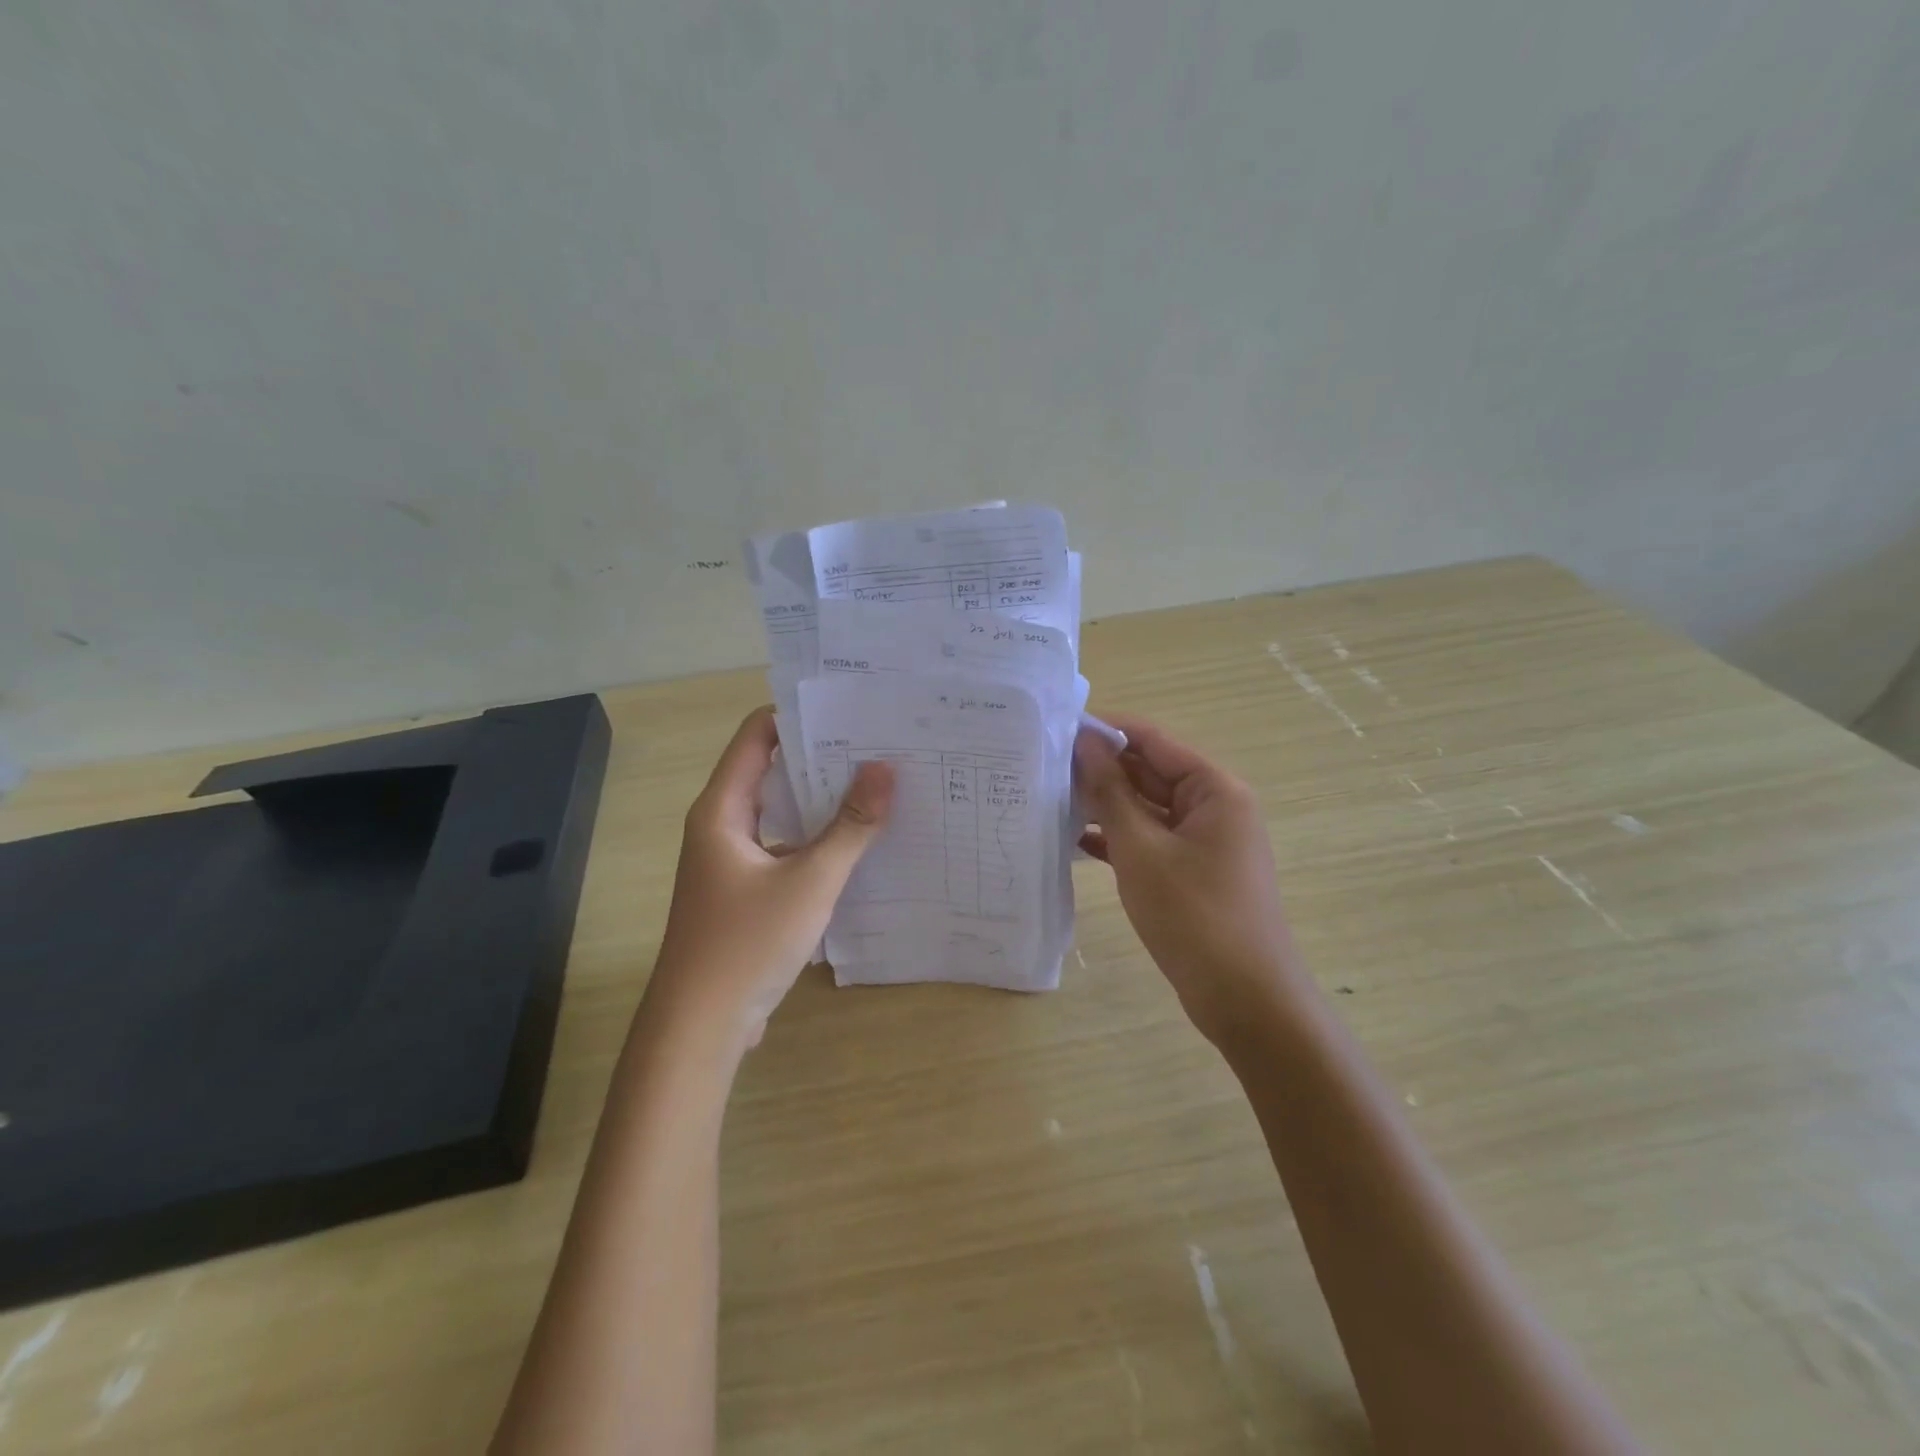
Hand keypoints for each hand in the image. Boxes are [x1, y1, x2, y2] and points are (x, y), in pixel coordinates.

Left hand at [644, 707, 894, 1053]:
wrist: (700, 1028)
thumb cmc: (746, 944)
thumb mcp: (809, 881)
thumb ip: (850, 826)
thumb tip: (885, 769)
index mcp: (722, 809)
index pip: (757, 735)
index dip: (800, 716)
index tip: (851, 710)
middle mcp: (722, 826)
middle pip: (771, 770)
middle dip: (822, 758)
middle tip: (878, 745)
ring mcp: (732, 860)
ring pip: (780, 813)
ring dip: (822, 801)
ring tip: (878, 787)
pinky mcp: (745, 891)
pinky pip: (784, 848)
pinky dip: (817, 839)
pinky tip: (859, 844)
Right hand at [1075, 715, 1303, 1046]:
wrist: (1245, 999)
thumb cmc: (1193, 915)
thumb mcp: (1141, 849)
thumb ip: (1111, 792)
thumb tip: (1085, 744)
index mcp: (1214, 789)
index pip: (1154, 740)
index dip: (1107, 731)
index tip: (1057, 730)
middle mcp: (1214, 806)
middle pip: (1151, 773)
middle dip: (1102, 770)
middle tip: (1045, 767)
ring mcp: (1204, 841)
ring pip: (1147, 809)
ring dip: (1106, 805)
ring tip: (1051, 799)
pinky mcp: (1192, 872)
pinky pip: (1151, 840)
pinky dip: (1118, 839)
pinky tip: (1075, 842)